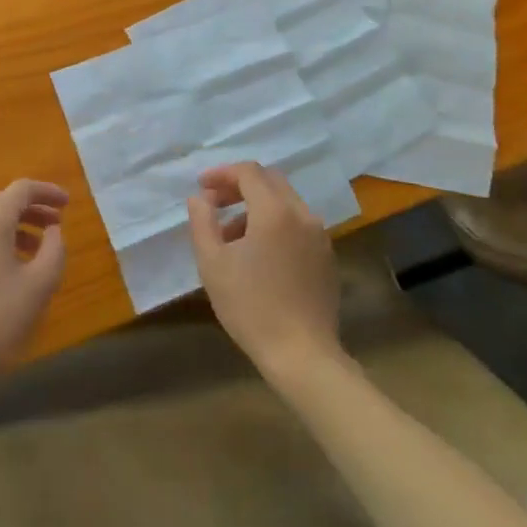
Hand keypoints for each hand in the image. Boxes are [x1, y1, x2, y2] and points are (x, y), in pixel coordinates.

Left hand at [0, 181, 68, 393]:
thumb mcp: (40, 283)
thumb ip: (54, 249)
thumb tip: (53, 230)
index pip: (21, 190)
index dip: (47, 192)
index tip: (69, 204)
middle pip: (2, 203)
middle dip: (32, 209)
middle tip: (58, 224)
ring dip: (16, 227)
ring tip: (39, 249)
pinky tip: (13, 270)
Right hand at [188, 163, 343, 379]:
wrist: (302, 353)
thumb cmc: (251, 307)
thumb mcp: (213, 264)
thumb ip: (202, 222)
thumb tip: (200, 198)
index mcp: (275, 211)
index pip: (249, 172)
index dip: (222, 174)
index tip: (201, 187)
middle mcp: (302, 214)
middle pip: (270, 181)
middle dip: (239, 186)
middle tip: (215, 205)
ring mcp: (320, 235)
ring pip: (285, 203)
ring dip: (256, 208)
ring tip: (231, 237)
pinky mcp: (327, 256)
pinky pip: (298, 225)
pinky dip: (275, 225)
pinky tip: (259, 256)